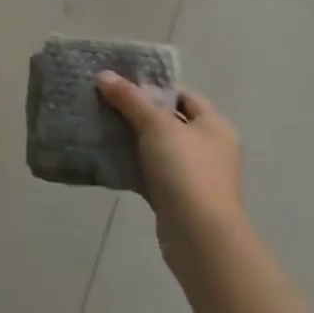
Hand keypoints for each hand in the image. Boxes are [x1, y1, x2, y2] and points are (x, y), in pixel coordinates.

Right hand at [95, 74, 244, 273]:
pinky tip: (106, 155)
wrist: (200, 238)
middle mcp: (208, 148)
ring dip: (130, 137)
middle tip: (103, 100)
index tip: (120, 82)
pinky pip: (149, 170)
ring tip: (99, 123)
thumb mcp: (156, 126)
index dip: (152, 86)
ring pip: (156, 146)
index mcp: (214, 126)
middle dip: (135, 110)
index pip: (182, 94)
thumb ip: (130, 98)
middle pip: (167, 119)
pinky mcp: (176, 196)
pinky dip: (130, 163)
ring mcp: (193, 174)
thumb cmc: (186, 171)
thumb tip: (104, 74)